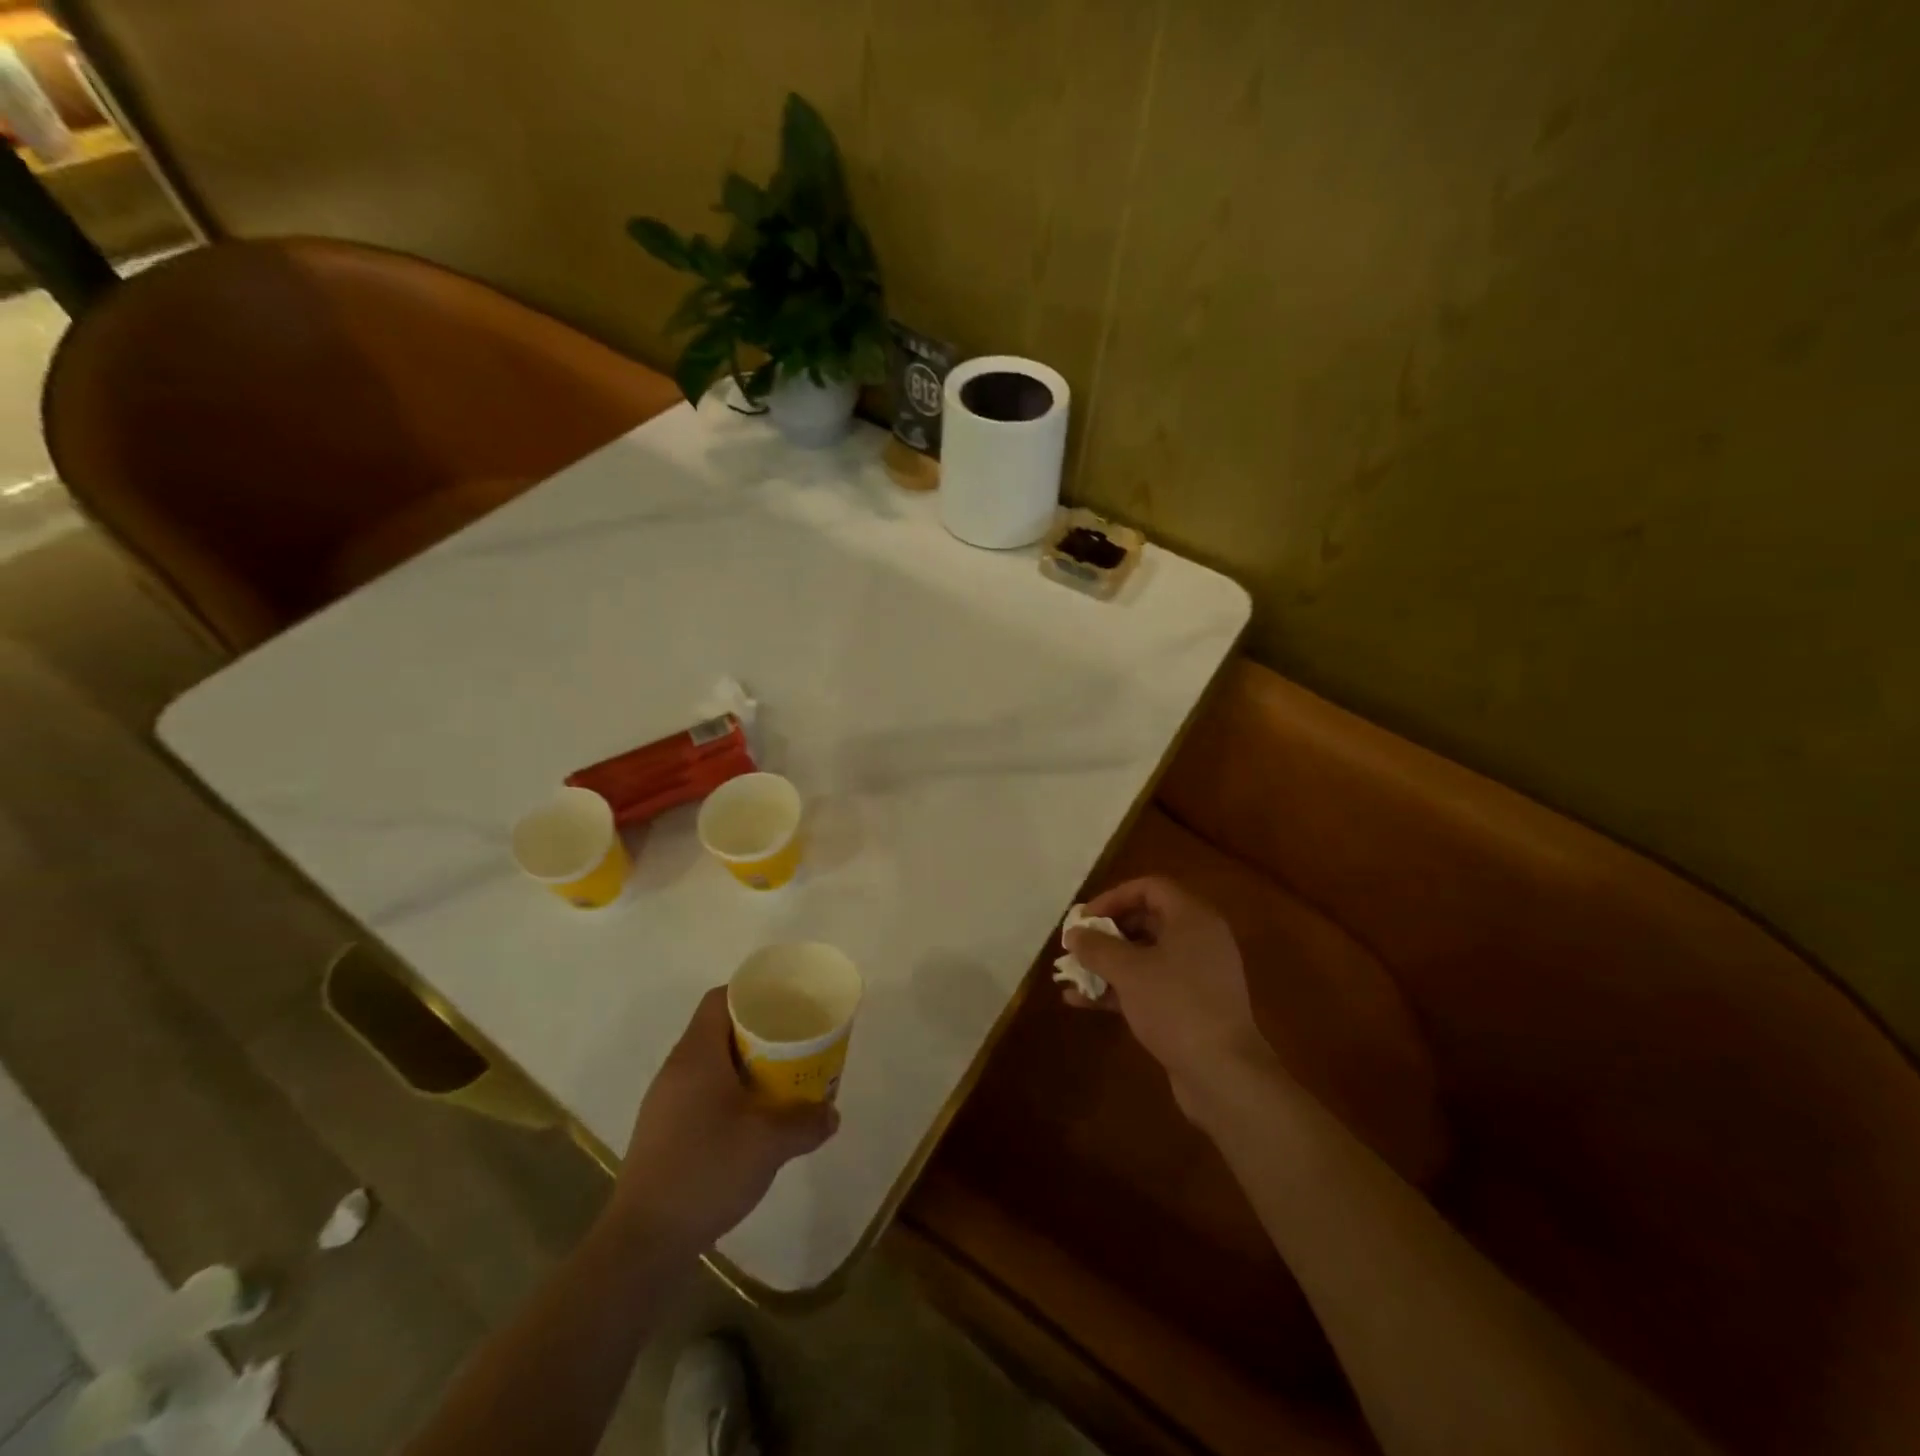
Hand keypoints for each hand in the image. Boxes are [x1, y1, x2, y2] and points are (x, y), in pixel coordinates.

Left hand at [612, 987, 837, 1247]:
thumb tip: (832, 1114)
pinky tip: (751, 1119)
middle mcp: (676, 1069)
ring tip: (779, 1078)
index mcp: (697, 1055)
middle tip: (793, 1042)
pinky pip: (701, 1091)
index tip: (785, 1003)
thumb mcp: (769, 1144)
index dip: (753, 993)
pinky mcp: (663, 1131)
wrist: (644, 1242)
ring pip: (710, 1062)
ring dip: (745, 1064)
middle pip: (719, 1028)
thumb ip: (806, 1123)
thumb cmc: (706, 1171)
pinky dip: (729, 1092)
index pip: (721, 998)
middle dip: (758, 1032)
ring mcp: (665, 1101)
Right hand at [1063, 876, 1275, 1113]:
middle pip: (1146, 921)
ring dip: (1107, 963)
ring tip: (1072, 974)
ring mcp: (1196, 975)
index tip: (1084, 919)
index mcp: (1192, 918)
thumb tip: (1073, 934)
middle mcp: (1198, 940)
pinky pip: (1150, 985)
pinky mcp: (1191, 1007)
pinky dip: (1119, 989)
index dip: (1113, 897)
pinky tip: (1082, 1002)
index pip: (1149, 888)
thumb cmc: (1175, 1006)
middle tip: (1077, 946)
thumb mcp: (1128, 970)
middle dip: (1106, 933)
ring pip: (1145, 956)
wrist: (1223, 1074)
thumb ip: (1096, 947)